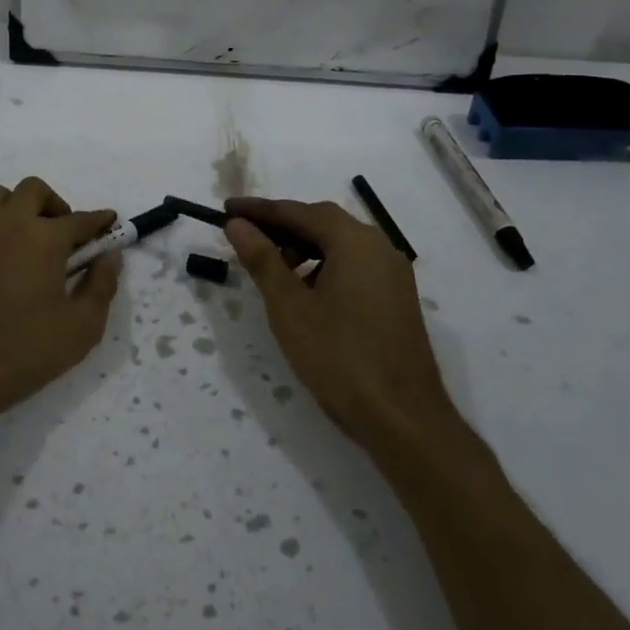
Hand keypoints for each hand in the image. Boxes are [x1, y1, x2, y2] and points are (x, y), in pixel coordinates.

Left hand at [0, 177, 120, 433]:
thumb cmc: (25, 350)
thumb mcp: (82, 327)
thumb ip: (102, 286)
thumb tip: (110, 256)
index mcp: (45, 238)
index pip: (80, 219)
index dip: (99, 220)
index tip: (110, 223)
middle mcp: (9, 223)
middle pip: (34, 190)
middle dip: (55, 204)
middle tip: (64, 235)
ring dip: (18, 207)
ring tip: (27, 237)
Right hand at [224, 196, 451, 443]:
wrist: (403, 419)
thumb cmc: (338, 357)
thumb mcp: (289, 307)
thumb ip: (262, 259)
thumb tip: (238, 224)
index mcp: (354, 241)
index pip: (297, 212)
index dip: (259, 210)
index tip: (226, 210)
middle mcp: (379, 246)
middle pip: (322, 222)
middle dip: (281, 226)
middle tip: (244, 235)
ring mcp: (392, 273)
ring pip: (339, 245)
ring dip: (302, 247)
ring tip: (270, 267)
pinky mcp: (396, 297)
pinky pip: (353, 265)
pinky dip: (323, 266)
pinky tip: (304, 291)